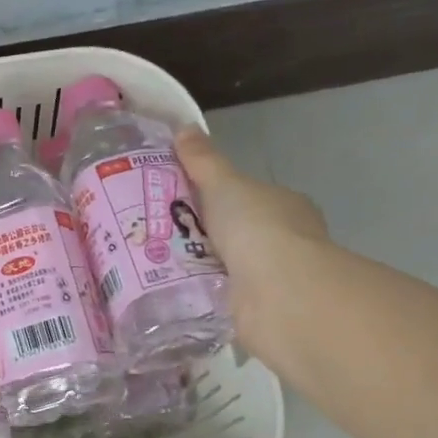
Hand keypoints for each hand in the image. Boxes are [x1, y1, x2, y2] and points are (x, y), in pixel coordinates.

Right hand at [175, 128, 330, 369]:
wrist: (277, 292)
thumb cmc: (256, 228)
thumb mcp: (224, 185)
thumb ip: (203, 161)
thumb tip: (184, 127)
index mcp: (285, 206)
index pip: (250, 198)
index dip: (219, 197)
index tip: (183, 202)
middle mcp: (286, 240)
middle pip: (236, 233)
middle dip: (203, 235)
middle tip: (157, 234)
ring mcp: (273, 277)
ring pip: (227, 266)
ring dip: (199, 267)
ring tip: (152, 264)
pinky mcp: (258, 309)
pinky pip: (220, 296)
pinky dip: (201, 294)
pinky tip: (172, 293)